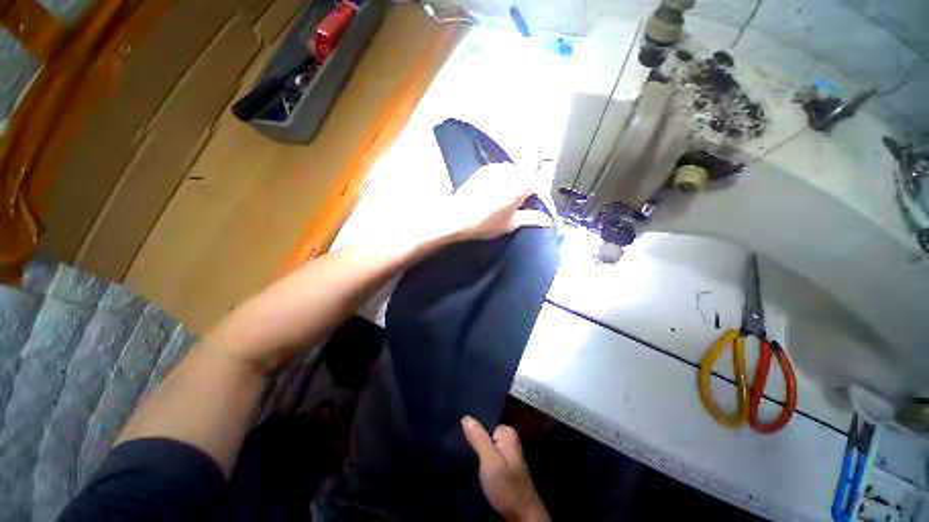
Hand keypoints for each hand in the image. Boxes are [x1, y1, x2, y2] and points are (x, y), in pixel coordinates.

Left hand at [441, 163, 553, 240]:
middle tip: (529, 206)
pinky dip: (507, 180)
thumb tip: (546, 221)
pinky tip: (501, 193)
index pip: (541, 184)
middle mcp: (509, 171)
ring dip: (520, 184)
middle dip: (532, 190)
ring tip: (515, 200)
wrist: (455, 218)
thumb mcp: (511, 224)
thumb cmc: (485, 223)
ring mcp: (495, 168)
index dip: (544, 197)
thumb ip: (532, 219)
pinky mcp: (484, 170)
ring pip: (516, 172)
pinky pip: (502, 171)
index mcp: (519, 184)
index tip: (542, 209)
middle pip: (529, 176)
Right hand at [461, 416, 549, 521]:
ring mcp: (507, 453)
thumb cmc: (506, 486)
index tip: (460, 436)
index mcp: (507, 433)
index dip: (473, 429)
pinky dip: (481, 460)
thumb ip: (479, 438)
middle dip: (474, 440)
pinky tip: (474, 465)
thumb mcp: (489, 461)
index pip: (485, 421)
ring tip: (464, 455)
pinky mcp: (504, 466)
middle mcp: (509, 439)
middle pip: (486, 433)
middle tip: (461, 447)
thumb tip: (466, 417)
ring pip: (486, 445)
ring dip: (476, 451)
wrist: (522, 515)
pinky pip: (488, 455)